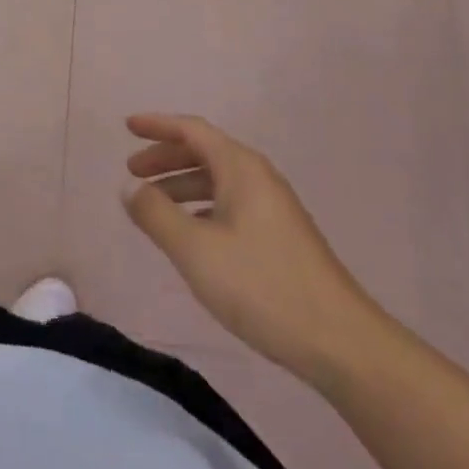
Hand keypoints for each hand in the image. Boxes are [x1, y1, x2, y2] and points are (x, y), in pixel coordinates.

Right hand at [123, 114, 384, 386]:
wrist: (340, 342)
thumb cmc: (262, 286)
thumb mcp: (196, 250)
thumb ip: (156, 214)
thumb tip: (129, 187)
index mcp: (241, 168)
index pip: (192, 130)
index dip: (158, 126)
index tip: (127, 127)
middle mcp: (258, 178)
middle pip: (205, 152)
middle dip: (166, 158)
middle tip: (132, 172)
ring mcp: (273, 208)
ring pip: (218, 182)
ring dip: (182, 186)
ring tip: (153, 206)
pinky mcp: (280, 237)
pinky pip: (231, 205)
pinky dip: (202, 208)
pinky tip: (190, 235)